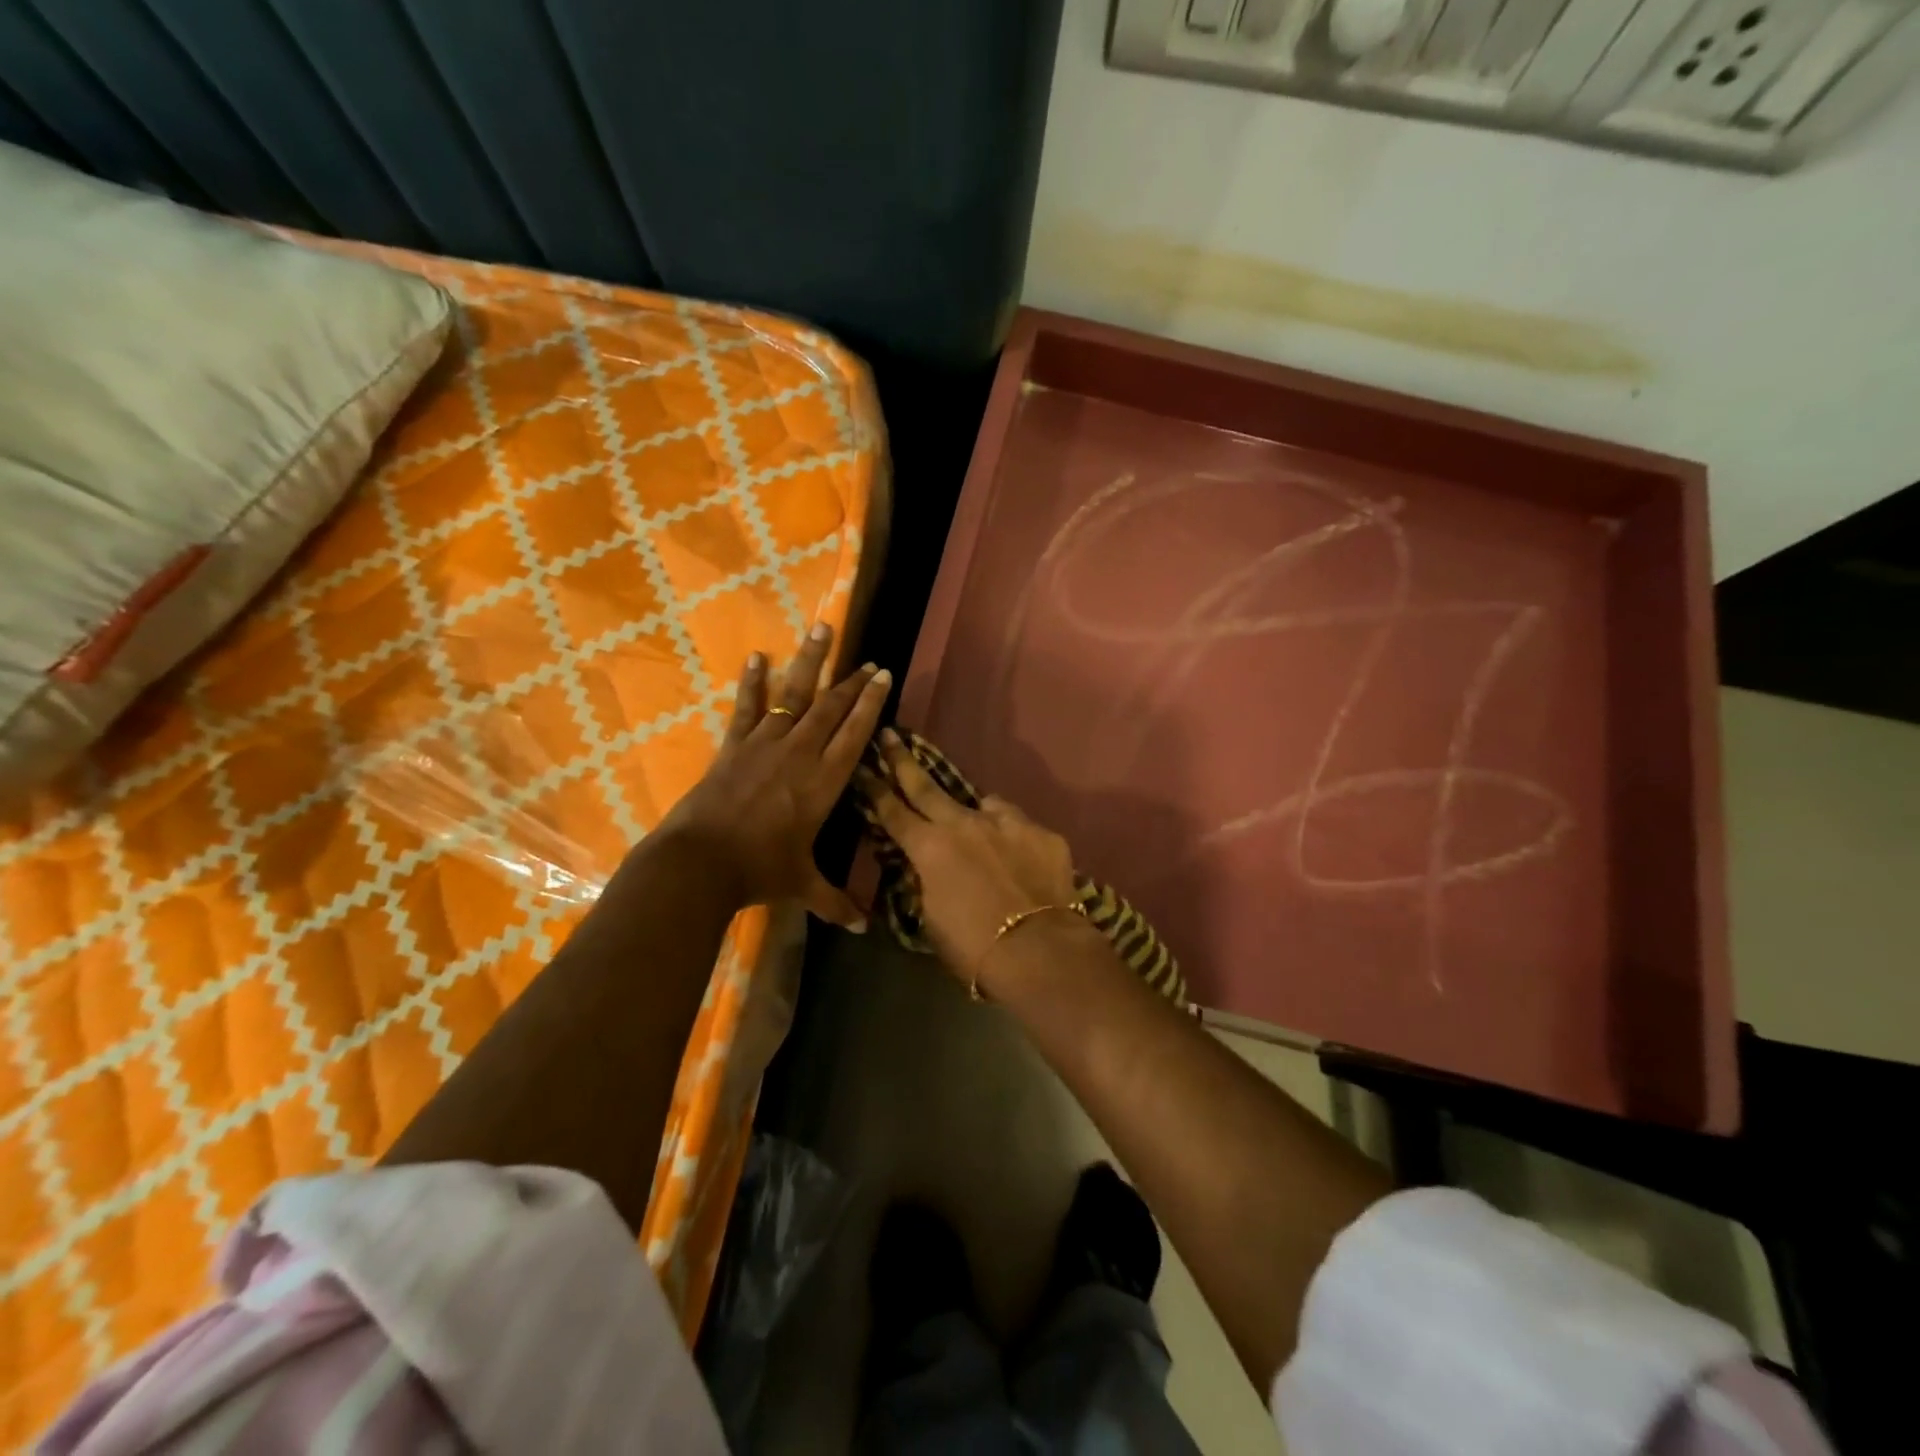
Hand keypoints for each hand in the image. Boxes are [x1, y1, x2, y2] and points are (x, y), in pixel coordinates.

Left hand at [656, 623, 888, 928]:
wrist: (701, 862)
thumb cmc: (760, 871)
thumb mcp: (803, 886)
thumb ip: (836, 901)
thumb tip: (863, 928)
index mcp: (825, 781)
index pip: (855, 732)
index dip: (871, 701)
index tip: (883, 674)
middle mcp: (801, 752)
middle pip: (832, 707)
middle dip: (852, 680)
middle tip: (867, 657)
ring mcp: (765, 743)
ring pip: (794, 694)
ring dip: (809, 661)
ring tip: (821, 628)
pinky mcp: (734, 746)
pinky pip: (747, 707)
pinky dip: (752, 681)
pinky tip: (756, 656)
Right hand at [857, 729, 1081, 983]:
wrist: (1041, 953)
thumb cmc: (974, 948)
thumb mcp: (932, 919)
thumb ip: (927, 883)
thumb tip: (929, 868)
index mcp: (930, 848)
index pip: (893, 811)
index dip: (875, 789)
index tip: (863, 767)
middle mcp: (964, 823)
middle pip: (927, 786)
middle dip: (903, 761)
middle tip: (890, 736)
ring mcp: (1006, 823)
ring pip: (982, 804)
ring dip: (973, 814)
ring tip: (980, 832)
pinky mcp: (1041, 832)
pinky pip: (1019, 826)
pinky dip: (1012, 837)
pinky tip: (1020, 858)